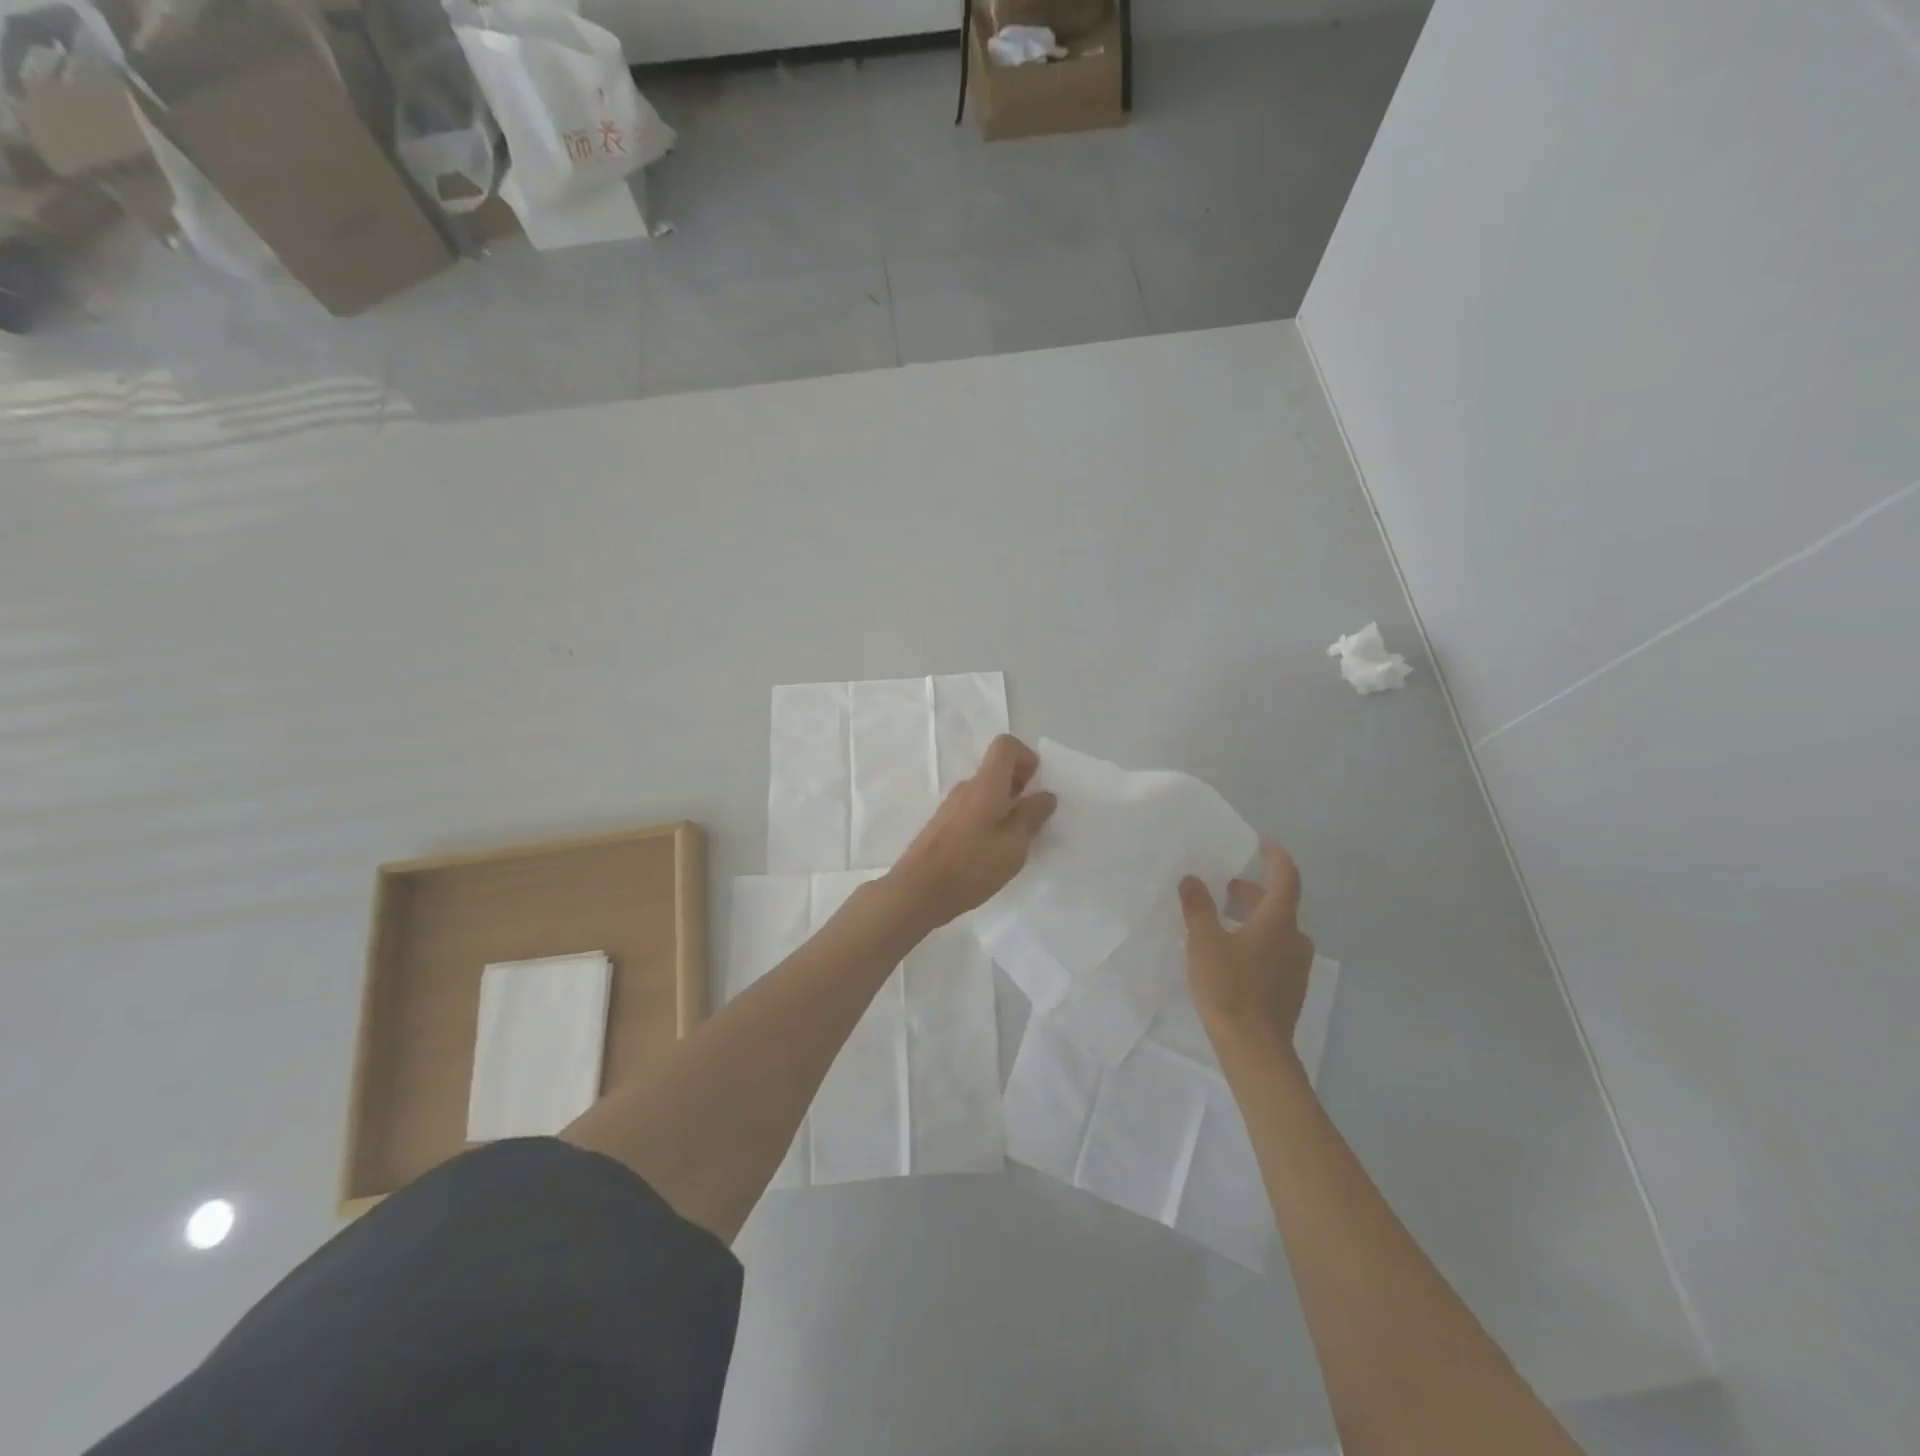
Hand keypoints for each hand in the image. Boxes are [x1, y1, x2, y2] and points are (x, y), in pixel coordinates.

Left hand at [885, 734, 1057, 932]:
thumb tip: (1045, 795)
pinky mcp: (942, 824)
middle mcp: (967, 787)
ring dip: (1005, 808)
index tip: (1035, 789)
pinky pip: (973, 810)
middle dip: (1020, 788)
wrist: (918, 891)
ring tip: (1013, 843)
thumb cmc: (972, 865)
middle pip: (997, 770)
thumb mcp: (1014, 845)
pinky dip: (988, 822)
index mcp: (986, 784)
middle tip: (1031, 822)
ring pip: (986, 793)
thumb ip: (1032, 817)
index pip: (1006, 745)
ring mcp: (951, 805)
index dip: (1026, 759)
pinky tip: (991, 854)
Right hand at [1179, 843, 1315, 1049]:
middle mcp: (1294, 940)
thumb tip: (1192, 879)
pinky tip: (1233, 952)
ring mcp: (1295, 967)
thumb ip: (1198, 907)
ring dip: (1255, 918)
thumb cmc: (1229, 987)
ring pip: (1278, 930)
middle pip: (1280, 905)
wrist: (1254, 1048)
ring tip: (1225, 918)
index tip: (1265, 845)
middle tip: (1229, 884)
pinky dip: (1258, 940)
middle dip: (1255, 891)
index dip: (1277, 859)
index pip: (1286, 879)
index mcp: (1278, 922)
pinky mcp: (1289, 989)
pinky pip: (1276, 952)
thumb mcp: (1204, 942)